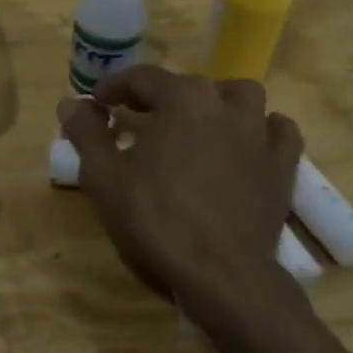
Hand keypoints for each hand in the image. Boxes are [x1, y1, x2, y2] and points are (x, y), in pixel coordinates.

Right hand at [59, 66, 304, 318]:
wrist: (223, 275)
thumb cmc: (157, 219)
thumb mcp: (104, 176)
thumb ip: (85, 133)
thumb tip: (70, 102)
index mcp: (182, 99)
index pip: (141, 77)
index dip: (113, 87)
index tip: (96, 102)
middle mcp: (225, 105)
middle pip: (187, 84)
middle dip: (158, 95)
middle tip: (136, 118)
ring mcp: (259, 134)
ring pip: (240, 96)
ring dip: (215, 101)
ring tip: (196, 122)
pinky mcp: (282, 166)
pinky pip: (278, 130)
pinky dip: (262, 128)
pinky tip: (245, 142)